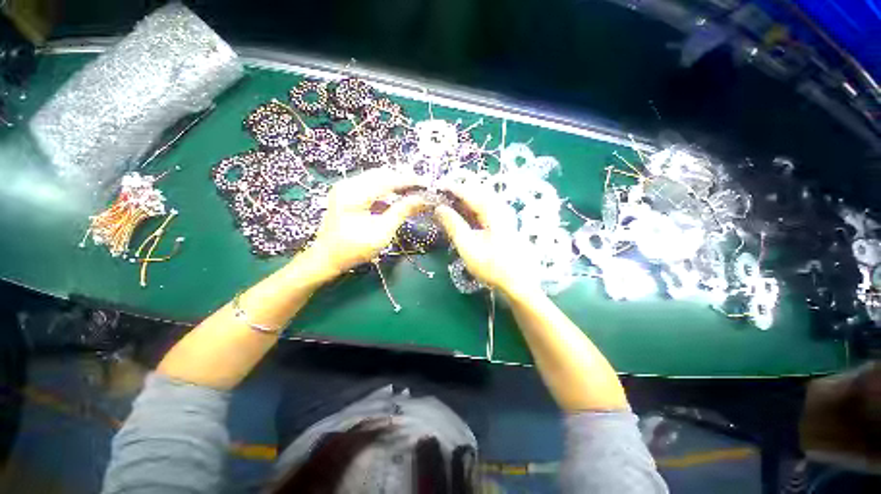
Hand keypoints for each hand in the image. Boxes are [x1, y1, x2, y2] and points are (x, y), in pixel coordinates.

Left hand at [308, 169, 423, 273]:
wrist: (327, 258)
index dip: (409, 181)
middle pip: (382, 174)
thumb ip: (402, 212)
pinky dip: (386, 190)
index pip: (387, 180)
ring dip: (395, 184)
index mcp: (354, 193)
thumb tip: (422, 199)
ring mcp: (346, 188)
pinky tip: (396, 198)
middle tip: (421, 189)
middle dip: (403, 180)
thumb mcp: (382, 232)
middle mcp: (348, 184)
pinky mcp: (347, 194)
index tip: (426, 184)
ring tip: (412, 192)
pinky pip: (371, 186)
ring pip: (377, 178)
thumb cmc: (354, 248)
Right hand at [435, 183, 539, 295]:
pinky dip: (472, 208)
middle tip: (441, 194)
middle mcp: (499, 208)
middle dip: (458, 191)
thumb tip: (439, 208)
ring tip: (450, 203)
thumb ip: (453, 225)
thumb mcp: (467, 246)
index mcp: (492, 211)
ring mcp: (503, 216)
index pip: (469, 192)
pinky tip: (465, 215)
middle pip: (477, 192)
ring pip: (482, 200)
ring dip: (465, 199)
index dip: (451, 188)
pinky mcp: (503, 224)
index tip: (436, 187)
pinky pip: (485, 209)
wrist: (517, 282)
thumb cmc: (491, 265)